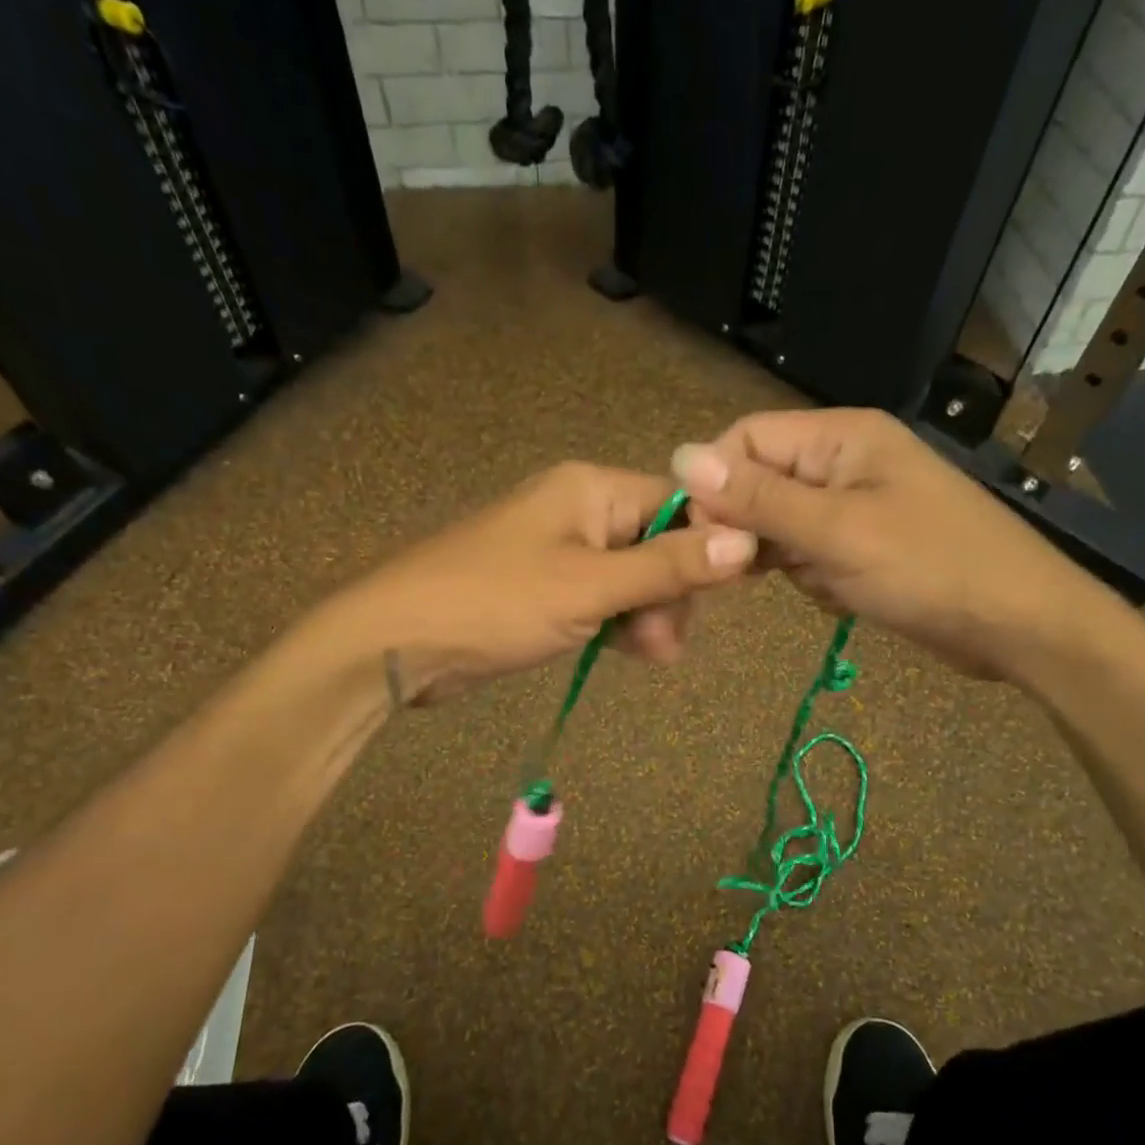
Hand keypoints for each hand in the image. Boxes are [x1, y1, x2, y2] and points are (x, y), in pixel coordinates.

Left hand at [328, 461, 756, 702]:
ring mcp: (563, 552)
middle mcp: (581, 510)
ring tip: (651, 655)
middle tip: (666, 642)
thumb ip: (667, 567)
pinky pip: (604, 599)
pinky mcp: (548, 589)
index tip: (731, 592)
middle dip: (672, 593)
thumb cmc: (495, 602)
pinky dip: (621, 624)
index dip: (710, 544)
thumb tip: (746, 541)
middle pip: (659, 543)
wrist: (398, 643)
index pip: (679, 503)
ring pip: (634, 578)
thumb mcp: (591, 587)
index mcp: (592, 489)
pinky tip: (630, 652)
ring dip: (650, 616)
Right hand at [670, 409, 1123, 682]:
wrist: (1018, 627)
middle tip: (762, 570)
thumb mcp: (835, 531)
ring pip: (782, 528)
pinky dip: (817, 580)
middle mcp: (844, 462)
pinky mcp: (863, 546)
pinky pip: (810, 556)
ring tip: (833, 581)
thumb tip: (679, 456)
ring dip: (792, 562)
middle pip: (761, 485)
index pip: (747, 439)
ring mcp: (856, 506)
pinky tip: (849, 595)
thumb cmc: (929, 568)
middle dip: (758, 531)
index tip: (705, 536)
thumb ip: (757, 498)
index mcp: (841, 437)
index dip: (717, 483)